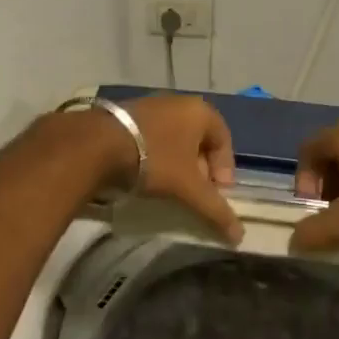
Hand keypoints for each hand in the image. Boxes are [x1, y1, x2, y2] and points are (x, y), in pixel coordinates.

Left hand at [95, 94, 242, 242]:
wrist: (99, 144)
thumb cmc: (156, 159)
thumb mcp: (189, 188)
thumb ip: (215, 210)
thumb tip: (240, 236)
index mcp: (200, 111)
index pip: (224, 140)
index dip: (225, 169)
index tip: (217, 193)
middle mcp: (178, 102)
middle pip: (199, 139)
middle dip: (201, 168)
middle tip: (195, 192)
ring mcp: (151, 105)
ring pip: (175, 138)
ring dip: (178, 163)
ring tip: (170, 187)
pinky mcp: (127, 114)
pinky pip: (153, 136)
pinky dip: (157, 155)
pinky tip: (146, 175)